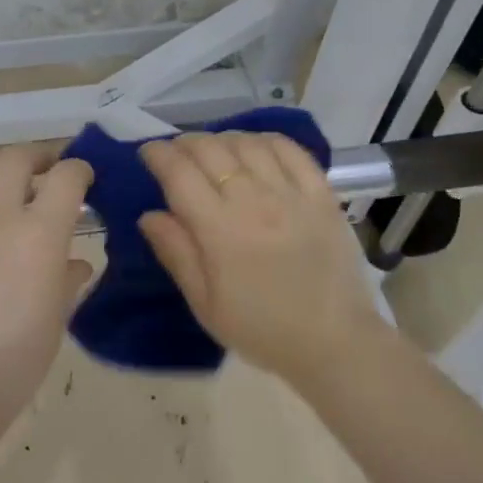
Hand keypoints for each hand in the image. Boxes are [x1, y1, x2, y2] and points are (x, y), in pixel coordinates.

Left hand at [0, 145, 92, 422]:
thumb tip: (74, 263)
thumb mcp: (55, 322)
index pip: (67, 178)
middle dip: (35, 159)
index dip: (79, 170)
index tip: (84, 179)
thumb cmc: (13, 364)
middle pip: (14, 160)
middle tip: (43, 172)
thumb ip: (66, 282)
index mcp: (39, 235)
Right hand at [138, 132, 381, 384]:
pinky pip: (291, 150)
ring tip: (213, 151)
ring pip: (247, 144)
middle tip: (176, 154)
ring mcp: (291, 194)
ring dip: (221, 139)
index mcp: (218, 230)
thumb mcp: (205, 304)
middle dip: (184, 143)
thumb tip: (148, 215)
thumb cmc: (261, 329)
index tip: (147, 154)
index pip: (179, 173)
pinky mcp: (322, 195)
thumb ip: (175, 253)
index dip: (157, 154)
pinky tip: (254, 147)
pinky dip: (266, 140)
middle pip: (210, 149)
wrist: (334, 343)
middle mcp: (253, 201)